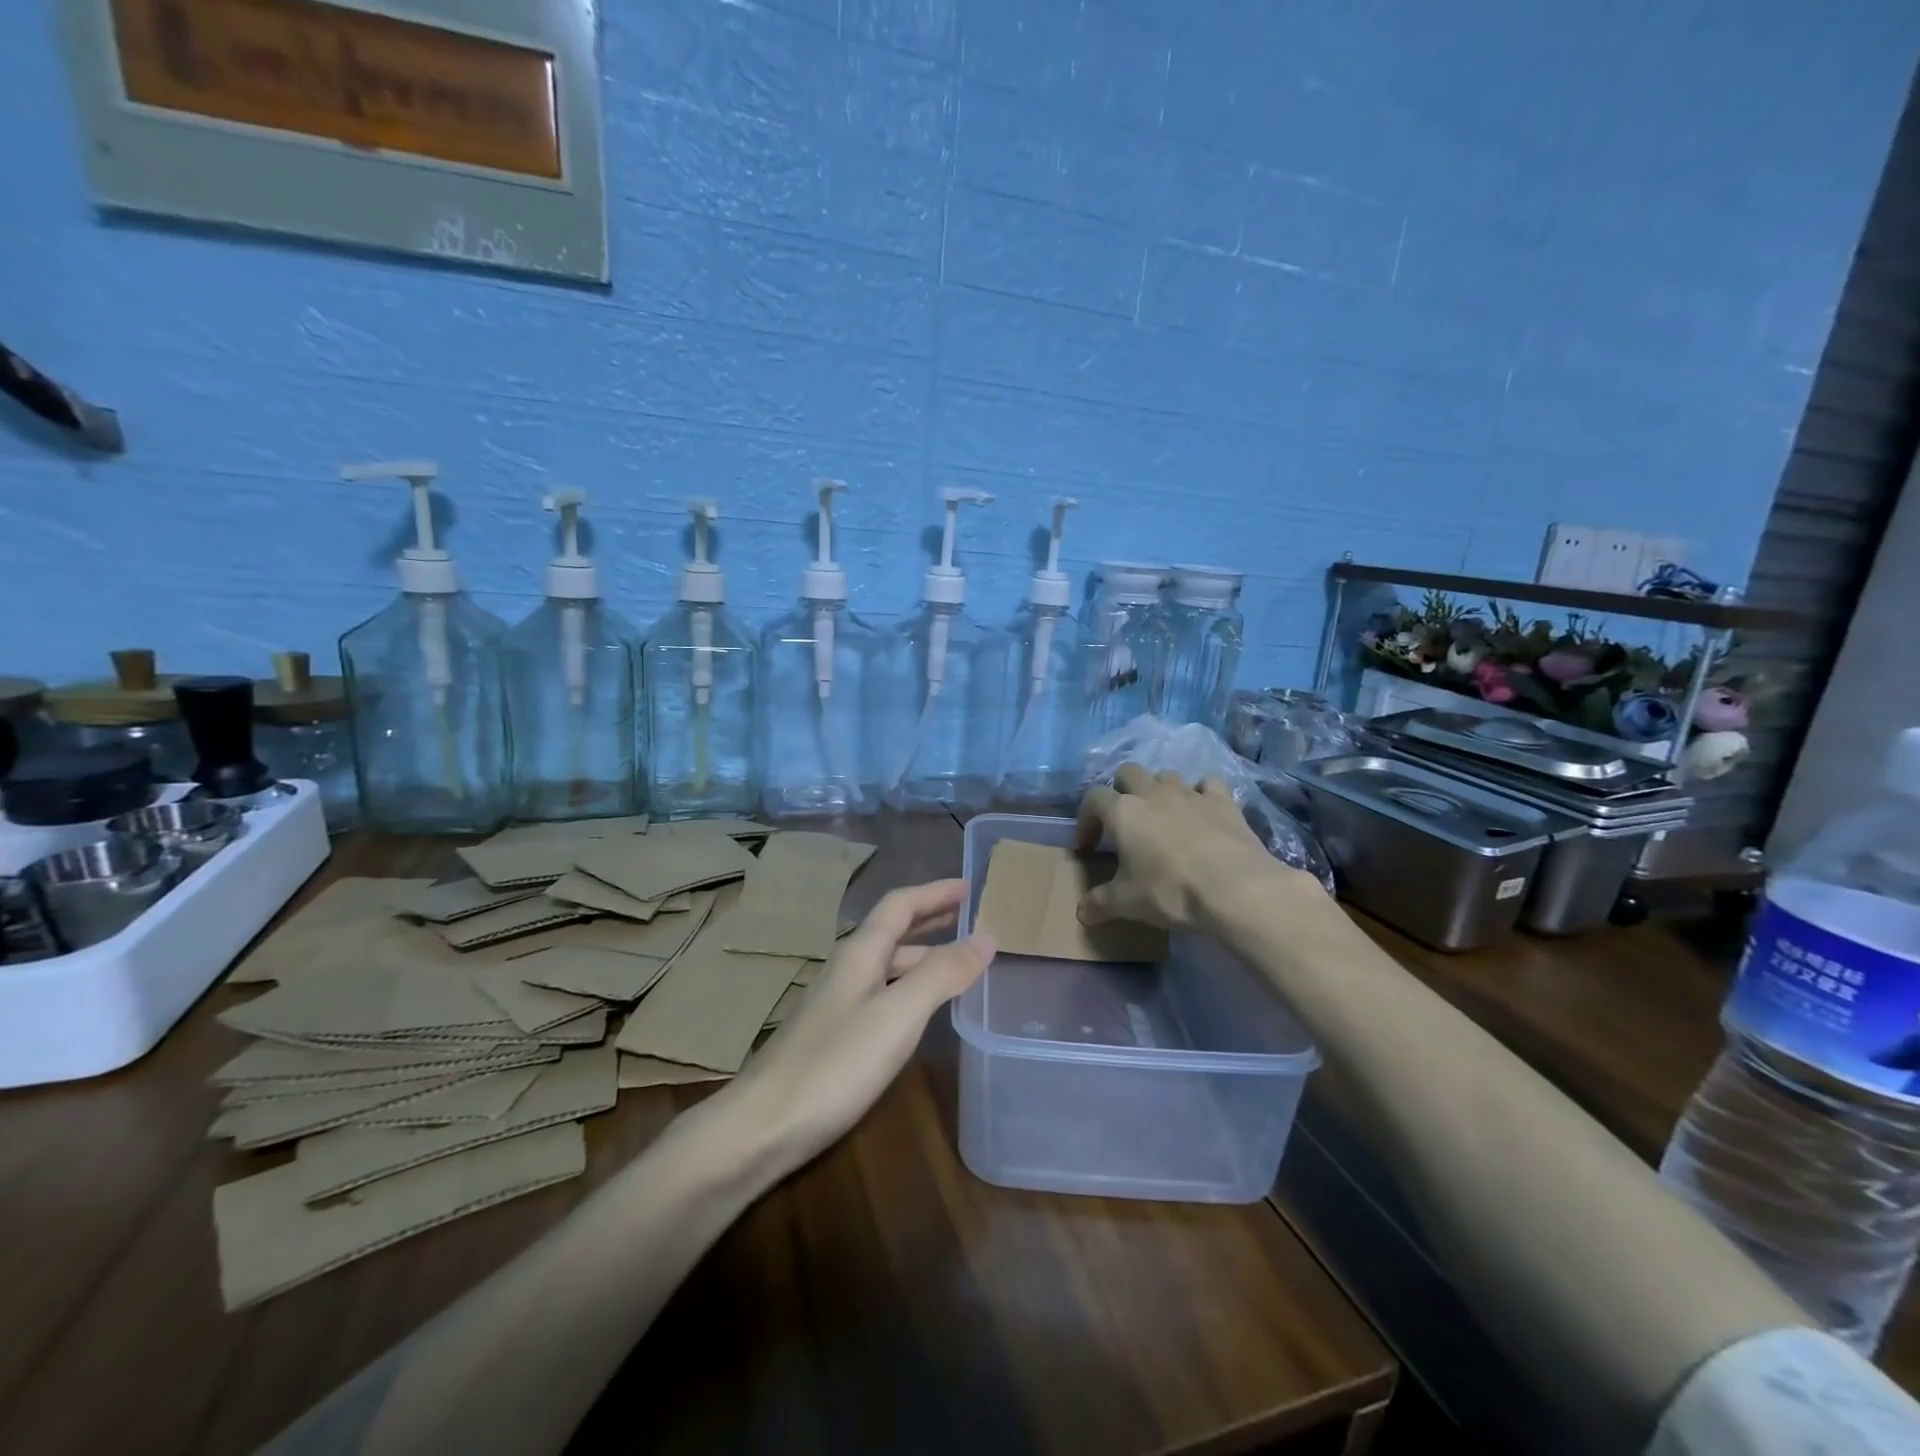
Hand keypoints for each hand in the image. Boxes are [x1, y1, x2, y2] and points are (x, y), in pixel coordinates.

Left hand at [725, 880, 993, 1171]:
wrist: (763, 1127)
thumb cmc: (835, 1063)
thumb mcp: (898, 1015)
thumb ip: (942, 974)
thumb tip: (986, 936)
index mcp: (861, 953)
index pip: (900, 905)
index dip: (935, 892)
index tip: (969, 886)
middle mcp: (848, 969)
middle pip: (893, 931)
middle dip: (931, 918)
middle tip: (968, 916)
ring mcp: (839, 1003)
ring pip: (889, 965)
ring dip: (923, 954)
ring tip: (958, 959)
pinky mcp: (836, 1036)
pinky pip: (883, 993)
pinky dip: (911, 987)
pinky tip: (922, 1007)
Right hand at [1075, 762, 1303, 931]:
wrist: (1236, 889)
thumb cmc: (1171, 891)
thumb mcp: (1127, 903)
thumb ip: (1100, 903)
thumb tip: (1082, 912)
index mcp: (1123, 812)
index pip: (1093, 798)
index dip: (1086, 819)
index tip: (1089, 846)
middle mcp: (1153, 793)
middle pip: (1128, 772)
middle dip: (1122, 790)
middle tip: (1125, 822)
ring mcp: (1190, 793)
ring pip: (1166, 775)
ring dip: (1160, 790)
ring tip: (1163, 817)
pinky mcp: (1223, 801)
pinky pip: (1208, 784)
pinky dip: (1202, 794)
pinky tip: (1203, 813)